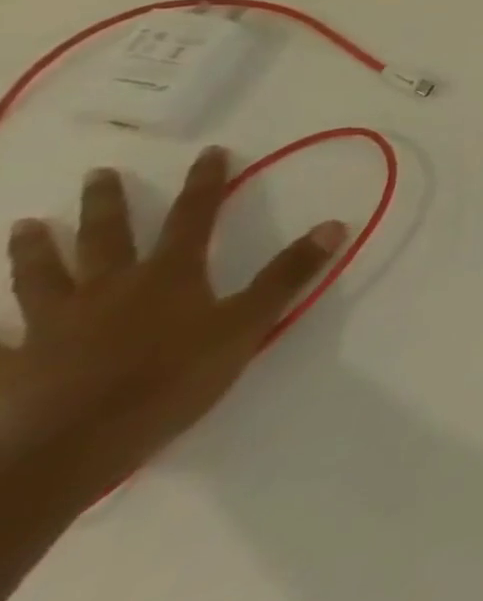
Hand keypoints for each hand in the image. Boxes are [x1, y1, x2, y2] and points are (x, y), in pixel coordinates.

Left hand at [0, 147, 345, 600]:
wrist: (74, 448)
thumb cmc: (173, 380)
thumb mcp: (247, 324)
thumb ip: (288, 275)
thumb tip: (334, 223)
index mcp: (168, 276)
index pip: (193, 216)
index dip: (205, 183)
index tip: (209, 152)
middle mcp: (109, 288)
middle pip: (107, 237)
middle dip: (107, 203)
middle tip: (99, 174)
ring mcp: (54, 327)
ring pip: (42, 278)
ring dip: (35, 249)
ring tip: (25, 225)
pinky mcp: (15, 365)